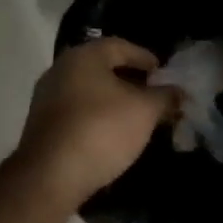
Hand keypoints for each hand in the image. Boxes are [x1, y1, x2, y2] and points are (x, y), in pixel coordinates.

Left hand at [14, 37, 179, 209]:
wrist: (50, 177)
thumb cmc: (102, 130)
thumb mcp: (144, 111)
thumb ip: (165, 96)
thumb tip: (179, 91)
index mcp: (83, 56)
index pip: (121, 46)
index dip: (146, 58)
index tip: (165, 74)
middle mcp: (60, 70)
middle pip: (103, 69)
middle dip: (132, 81)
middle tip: (156, 96)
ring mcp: (47, 99)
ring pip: (90, 92)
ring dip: (115, 101)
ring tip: (139, 117)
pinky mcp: (43, 127)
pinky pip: (78, 113)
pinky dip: (99, 118)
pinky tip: (114, 134)